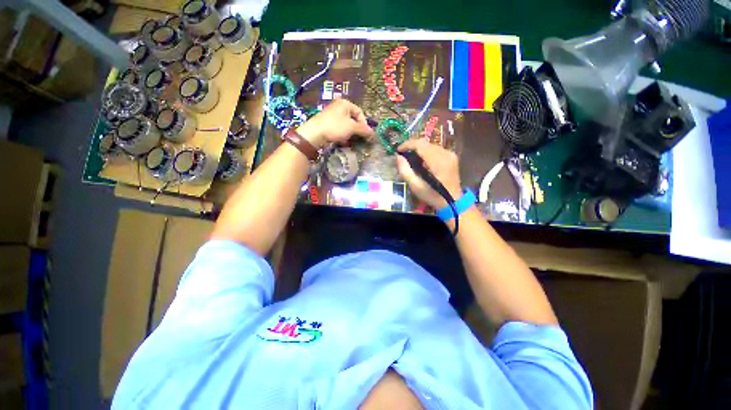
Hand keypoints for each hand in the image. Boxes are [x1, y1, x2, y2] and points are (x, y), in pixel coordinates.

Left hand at [296, 99, 373, 147]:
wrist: (315, 134)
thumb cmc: (335, 127)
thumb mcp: (352, 128)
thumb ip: (364, 130)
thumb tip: (373, 134)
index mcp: (345, 103)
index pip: (360, 112)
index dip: (364, 124)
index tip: (364, 134)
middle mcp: (338, 107)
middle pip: (353, 119)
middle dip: (357, 130)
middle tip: (358, 138)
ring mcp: (332, 115)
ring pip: (346, 125)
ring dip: (350, 134)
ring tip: (349, 141)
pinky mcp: (327, 123)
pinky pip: (339, 129)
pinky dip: (343, 135)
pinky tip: (342, 142)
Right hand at [396, 138, 461, 209]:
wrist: (452, 202)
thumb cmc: (433, 196)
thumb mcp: (416, 186)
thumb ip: (405, 170)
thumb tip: (398, 157)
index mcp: (438, 161)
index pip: (421, 144)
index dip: (408, 144)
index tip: (398, 150)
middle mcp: (446, 154)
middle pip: (425, 143)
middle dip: (412, 147)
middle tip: (403, 157)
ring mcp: (450, 154)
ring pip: (430, 145)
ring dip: (419, 150)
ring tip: (412, 160)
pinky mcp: (452, 156)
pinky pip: (436, 149)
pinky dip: (426, 153)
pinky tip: (422, 162)